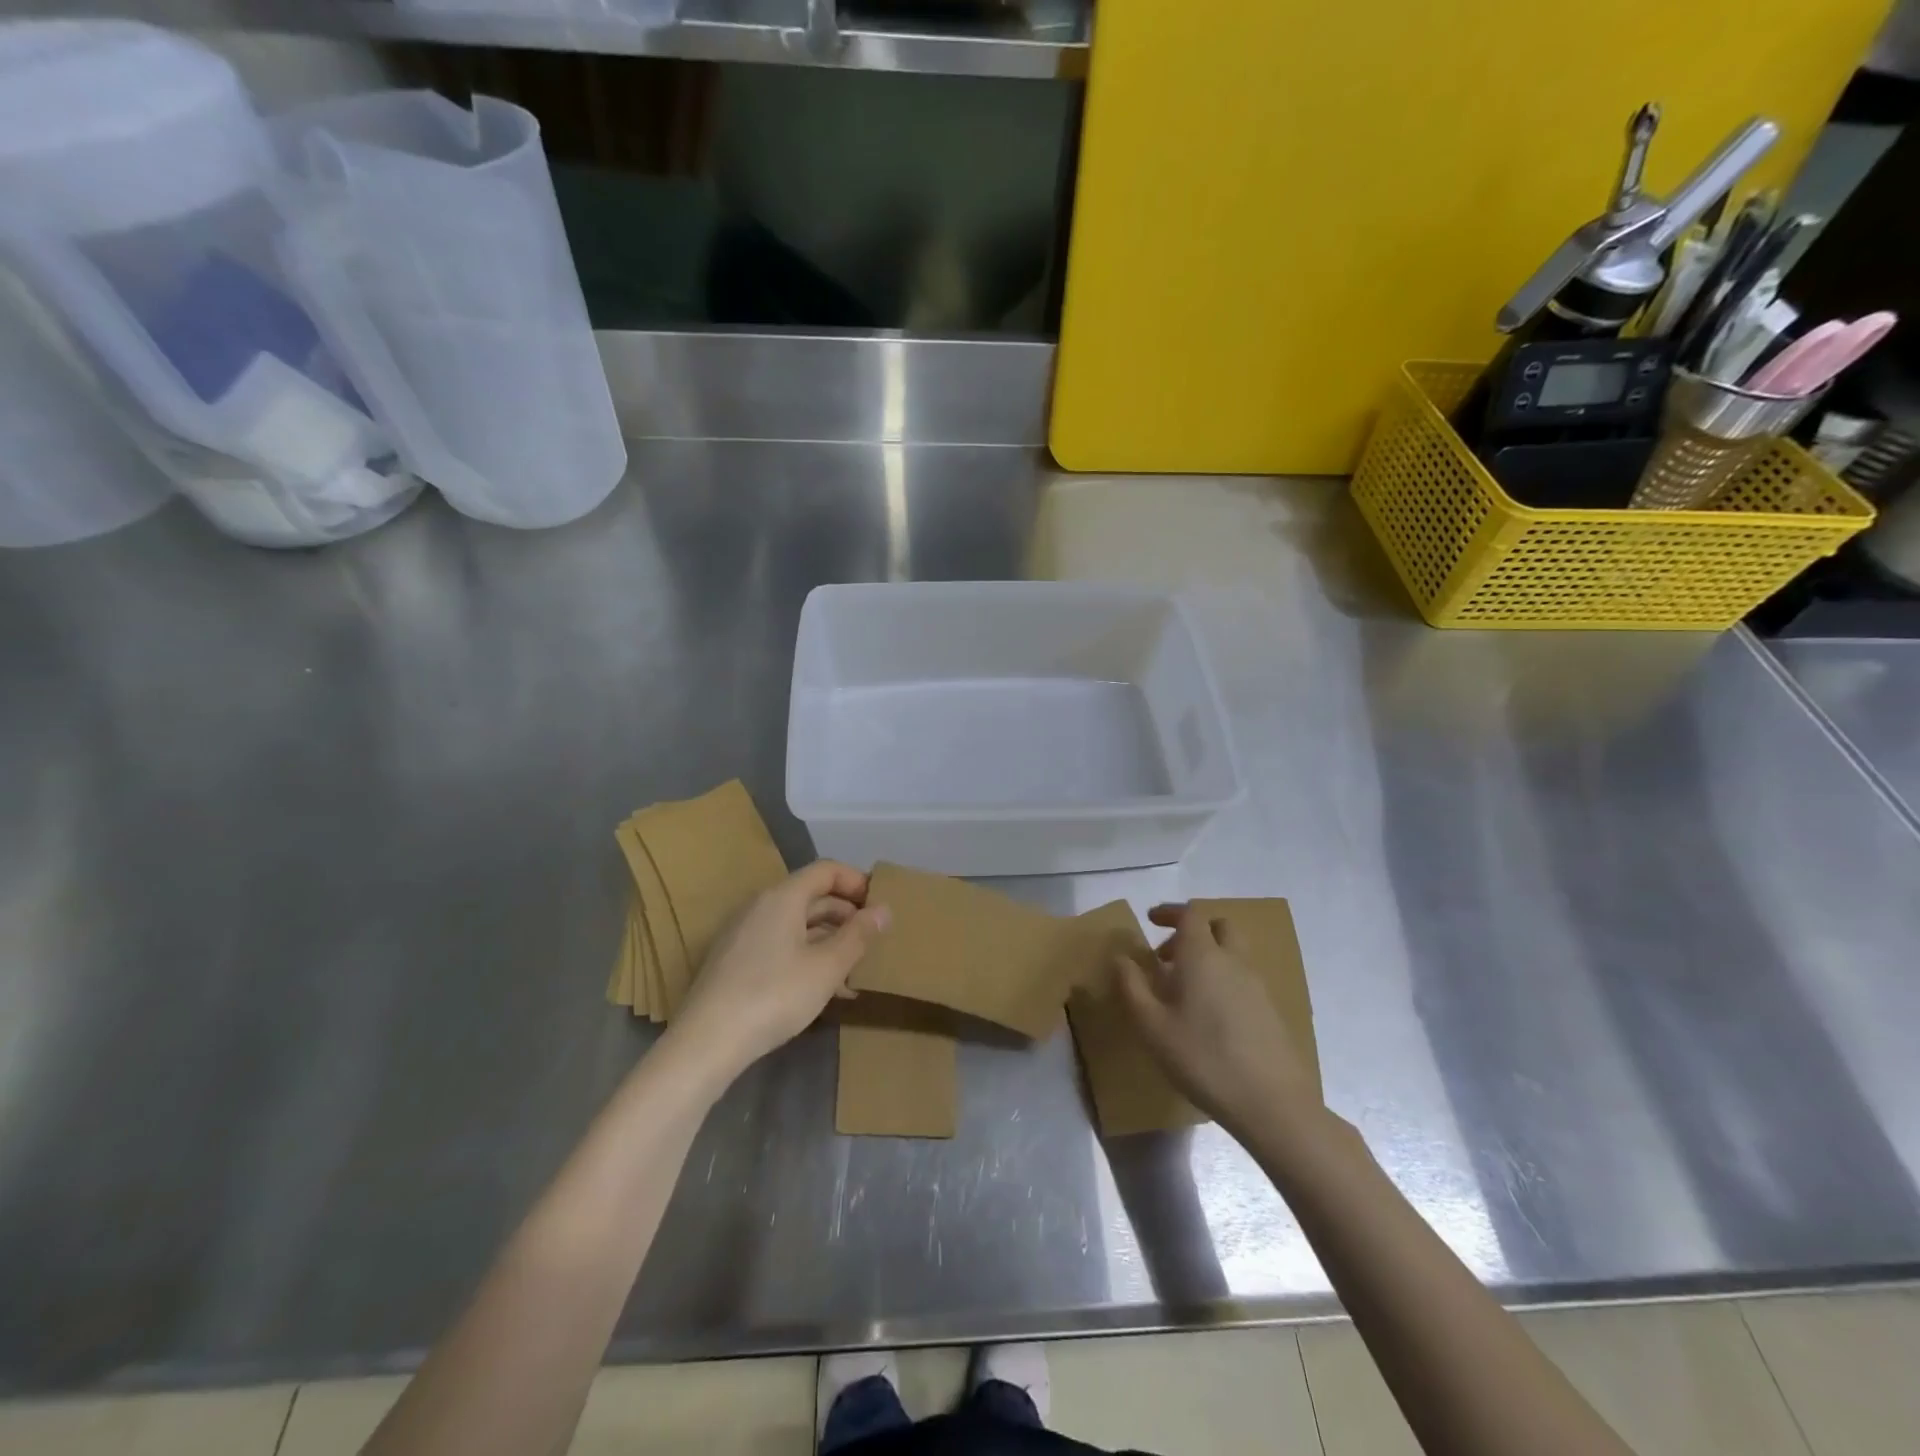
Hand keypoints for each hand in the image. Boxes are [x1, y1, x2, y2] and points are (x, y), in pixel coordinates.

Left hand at [667, 861, 888, 1082]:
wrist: (707, 1042)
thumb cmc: (774, 995)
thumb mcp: (827, 967)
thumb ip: (858, 935)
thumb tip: (884, 910)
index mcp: (782, 898)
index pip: (826, 871)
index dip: (857, 882)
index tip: (880, 906)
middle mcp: (760, 907)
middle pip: (811, 896)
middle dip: (846, 915)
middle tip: (874, 940)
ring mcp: (744, 934)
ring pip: (797, 925)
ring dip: (829, 940)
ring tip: (855, 970)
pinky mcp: (735, 962)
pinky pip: (780, 945)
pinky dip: (806, 956)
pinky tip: (824, 989)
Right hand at [1117, 904, 1320, 1136]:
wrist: (1271, 1103)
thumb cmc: (1202, 1058)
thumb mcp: (1152, 1026)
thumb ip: (1132, 986)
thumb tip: (1121, 958)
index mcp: (1203, 956)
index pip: (1190, 914)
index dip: (1170, 912)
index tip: (1150, 921)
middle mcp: (1233, 961)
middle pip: (1219, 926)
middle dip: (1193, 932)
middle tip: (1169, 957)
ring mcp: (1257, 985)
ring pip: (1233, 953)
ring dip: (1209, 957)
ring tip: (1184, 991)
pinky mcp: (1271, 1010)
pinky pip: (1243, 978)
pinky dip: (1224, 980)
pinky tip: (1209, 1016)